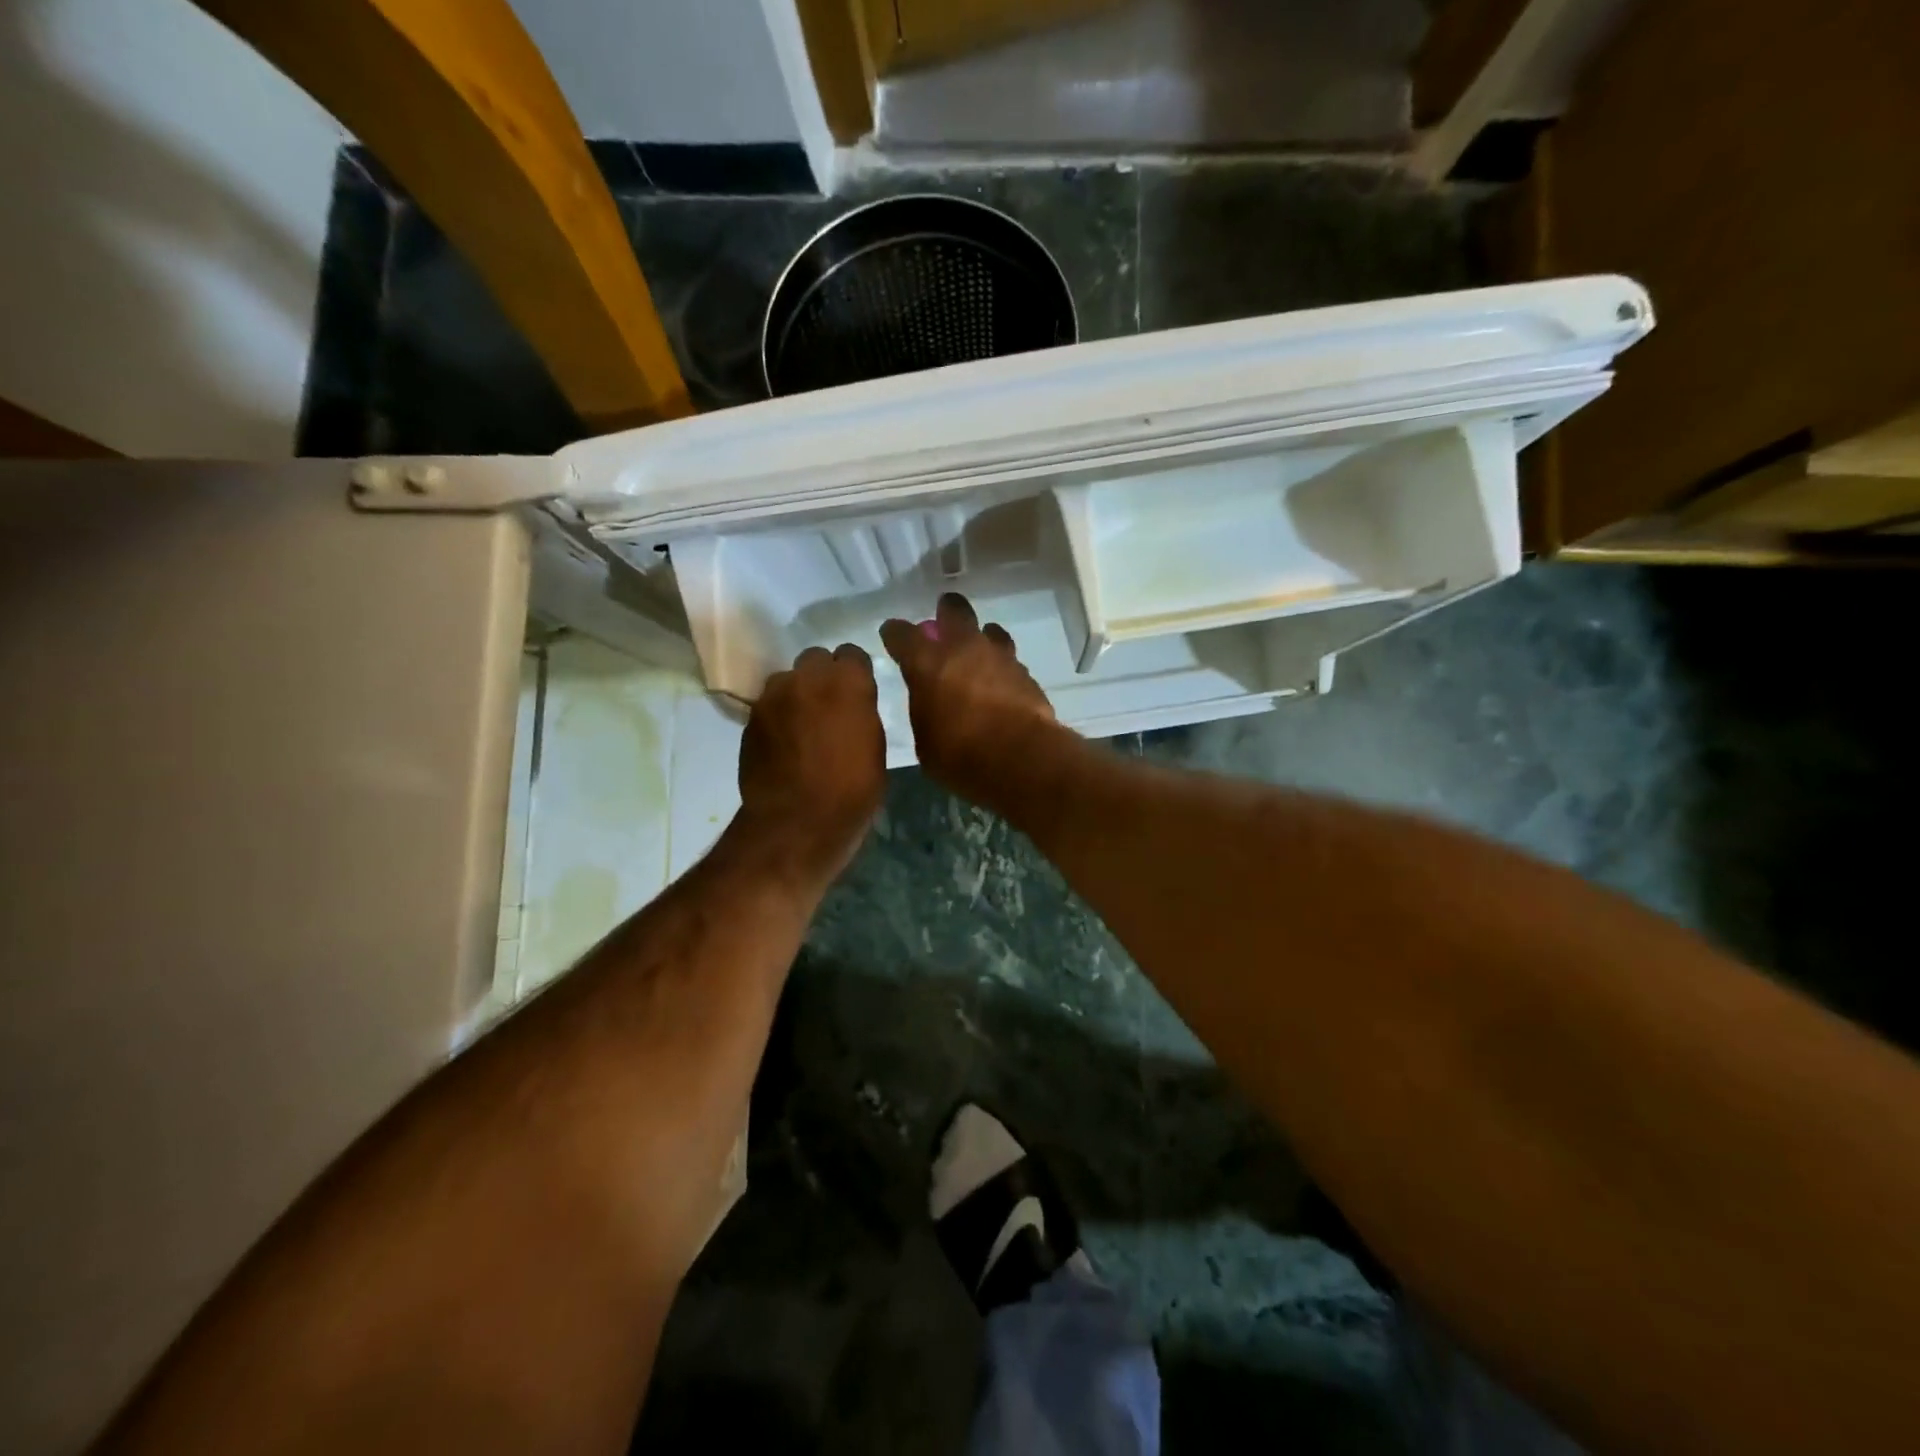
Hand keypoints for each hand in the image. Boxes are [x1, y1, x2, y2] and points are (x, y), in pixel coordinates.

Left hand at [738, 643, 886, 882]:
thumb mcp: (874, 747)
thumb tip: (853, 706)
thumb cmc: (852, 790)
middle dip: (823, 675)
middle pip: (816, 658)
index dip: (855, 672)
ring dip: (797, 693)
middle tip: (830, 705)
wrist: (797, 822)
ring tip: (803, 725)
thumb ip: (862, 713)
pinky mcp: (751, 717)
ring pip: (788, 680)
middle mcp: (808, 677)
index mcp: (848, 682)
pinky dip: (778, 717)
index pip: (852, 654)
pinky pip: (769, 705)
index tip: (858, 692)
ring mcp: (774, 696)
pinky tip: (784, 744)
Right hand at [879, 593, 1059, 807]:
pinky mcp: (1027, 675)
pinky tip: (1001, 685)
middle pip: (955, 611)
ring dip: (982, 639)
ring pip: (990, 632)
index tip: (893, 635)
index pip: (902, 634)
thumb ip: (925, 711)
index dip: (895, 633)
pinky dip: (1002, 670)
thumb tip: (930, 703)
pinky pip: (1010, 662)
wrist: (1021, 759)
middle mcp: (964, 649)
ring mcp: (1000, 658)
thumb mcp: (926, 741)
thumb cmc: (960, 755)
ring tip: (979, 655)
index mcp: (927, 663)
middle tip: (943, 620)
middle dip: (947, 611)